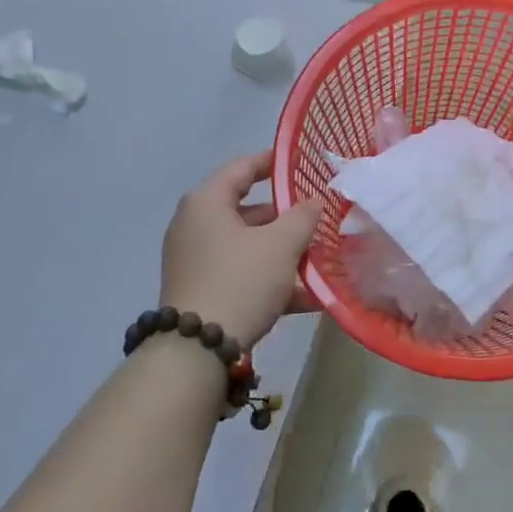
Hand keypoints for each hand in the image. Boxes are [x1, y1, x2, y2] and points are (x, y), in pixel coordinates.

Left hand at [159, 151, 323, 350]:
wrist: (196, 350)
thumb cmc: (240, 281)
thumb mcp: (281, 245)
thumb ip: (303, 216)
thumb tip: (314, 201)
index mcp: (207, 202)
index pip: (242, 167)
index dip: (273, 161)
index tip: (300, 162)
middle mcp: (195, 224)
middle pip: (247, 209)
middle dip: (285, 215)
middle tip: (317, 217)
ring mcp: (195, 259)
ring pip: (247, 244)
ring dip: (281, 250)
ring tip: (317, 258)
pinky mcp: (200, 289)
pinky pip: (241, 272)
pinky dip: (269, 277)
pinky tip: (305, 296)